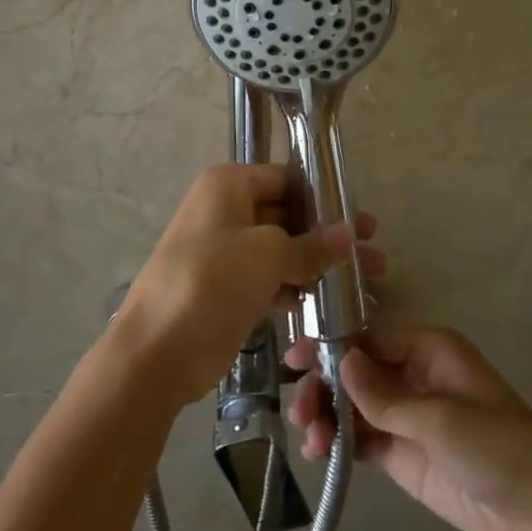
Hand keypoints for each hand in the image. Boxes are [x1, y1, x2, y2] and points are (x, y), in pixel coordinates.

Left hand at [113, 163, 381, 410]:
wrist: (157, 351)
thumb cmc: (212, 282)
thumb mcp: (267, 255)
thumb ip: (311, 245)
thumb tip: (348, 233)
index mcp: (229, 186)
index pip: (286, 179)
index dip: (325, 197)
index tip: (362, 220)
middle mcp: (226, 211)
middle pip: (287, 215)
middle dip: (328, 235)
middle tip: (374, 252)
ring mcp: (226, 252)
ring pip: (282, 250)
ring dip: (318, 264)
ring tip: (366, 281)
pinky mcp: (228, 289)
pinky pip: (270, 280)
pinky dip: (296, 288)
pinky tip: (329, 304)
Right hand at [288, 326, 531, 530]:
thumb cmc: (498, 447)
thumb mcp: (442, 418)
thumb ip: (385, 395)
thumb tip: (340, 359)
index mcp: (428, 349)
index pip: (368, 338)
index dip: (330, 347)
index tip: (294, 360)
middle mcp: (412, 375)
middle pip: (354, 371)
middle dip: (324, 387)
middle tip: (300, 412)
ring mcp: (406, 416)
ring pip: (352, 405)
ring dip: (326, 417)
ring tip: (311, 443)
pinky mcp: (402, 453)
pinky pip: (361, 438)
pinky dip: (337, 443)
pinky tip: (319, 455)